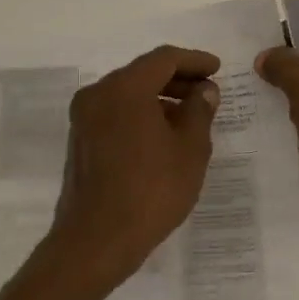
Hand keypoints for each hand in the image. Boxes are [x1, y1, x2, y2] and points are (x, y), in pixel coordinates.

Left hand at [47, 44, 220, 286]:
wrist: (97, 240)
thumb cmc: (152, 191)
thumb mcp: (190, 150)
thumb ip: (199, 111)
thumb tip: (204, 90)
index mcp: (124, 89)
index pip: (164, 59)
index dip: (195, 61)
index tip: (217, 69)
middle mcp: (98, 94)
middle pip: (142, 73)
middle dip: (177, 79)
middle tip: (207, 92)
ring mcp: (84, 119)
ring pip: (128, 94)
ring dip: (160, 99)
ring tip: (190, 117)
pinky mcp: (81, 141)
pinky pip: (116, 114)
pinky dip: (141, 115)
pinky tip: (163, 136)